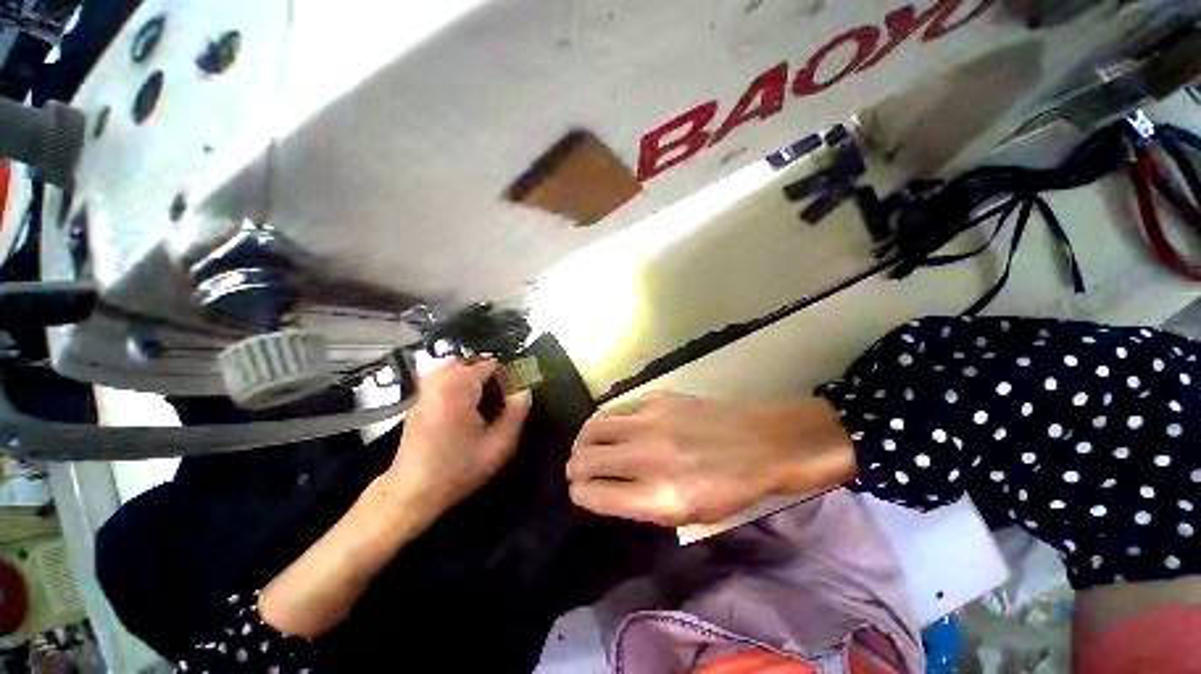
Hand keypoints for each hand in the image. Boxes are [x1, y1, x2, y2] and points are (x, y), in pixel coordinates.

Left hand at [386, 359, 531, 515]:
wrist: (411, 493)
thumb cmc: (457, 470)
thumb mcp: (498, 447)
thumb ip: (515, 415)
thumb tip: (525, 391)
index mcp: (458, 390)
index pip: (487, 365)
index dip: (505, 375)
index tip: (514, 392)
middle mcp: (438, 384)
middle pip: (467, 362)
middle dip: (486, 373)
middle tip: (498, 395)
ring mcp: (423, 391)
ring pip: (450, 368)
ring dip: (468, 376)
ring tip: (480, 397)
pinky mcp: (417, 402)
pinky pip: (438, 379)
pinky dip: (454, 382)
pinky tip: (462, 406)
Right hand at [566, 392, 855, 525]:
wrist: (760, 442)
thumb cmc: (729, 488)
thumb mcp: (687, 515)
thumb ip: (640, 505)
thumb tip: (604, 489)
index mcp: (658, 497)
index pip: (595, 494)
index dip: (580, 494)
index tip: (579, 492)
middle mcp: (648, 457)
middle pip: (587, 459)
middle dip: (574, 468)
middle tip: (576, 470)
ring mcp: (650, 422)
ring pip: (594, 428)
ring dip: (582, 441)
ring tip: (583, 447)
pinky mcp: (656, 398)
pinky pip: (614, 409)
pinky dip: (602, 420)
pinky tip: (604, 427)